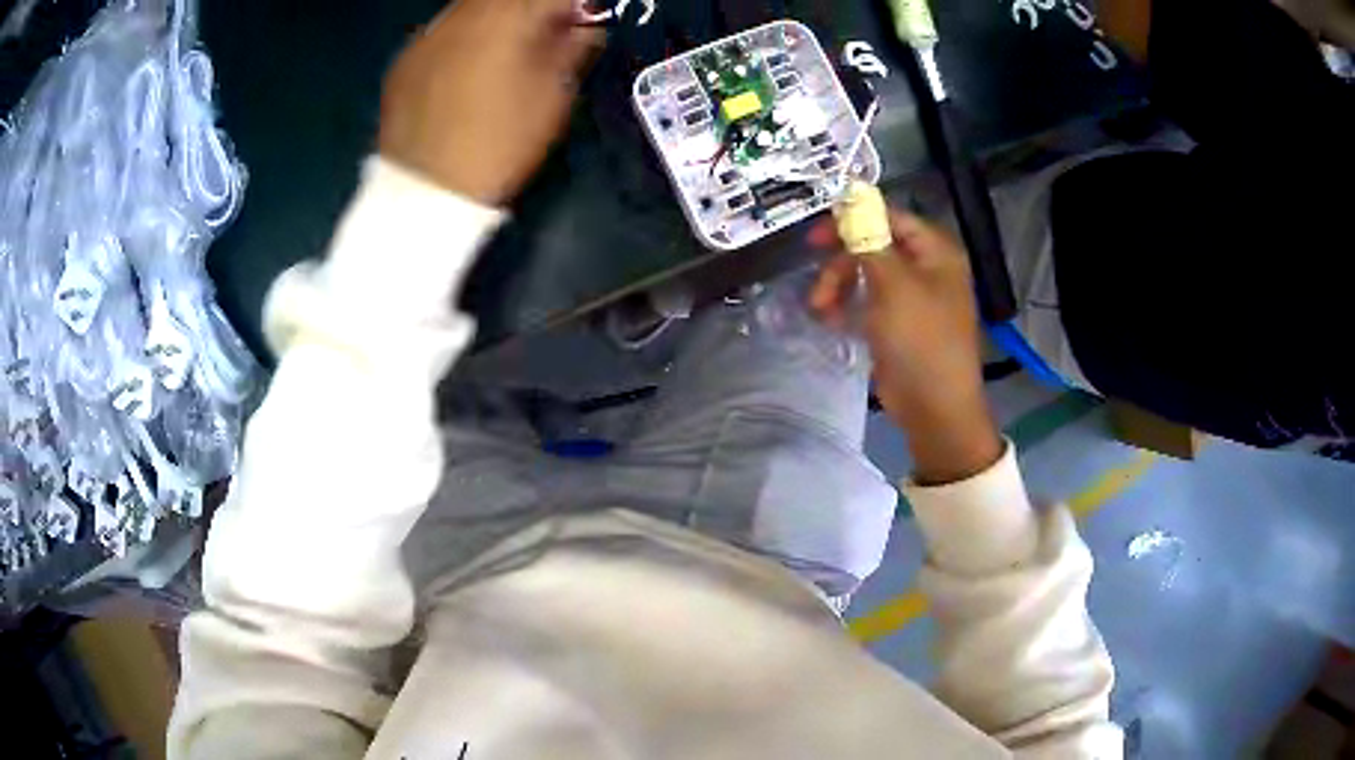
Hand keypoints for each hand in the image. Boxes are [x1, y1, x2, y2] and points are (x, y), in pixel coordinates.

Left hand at [379, 0, 603, 205]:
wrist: (426, 194)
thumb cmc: (501, 144)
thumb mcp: (554, 98)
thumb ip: (573, 48)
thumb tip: (584, 24)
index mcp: (506, 20)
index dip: (571, 7)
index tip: (580, 22)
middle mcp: (461, 16)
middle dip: (530, 8)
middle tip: (544, 33)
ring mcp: (426, 38)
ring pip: (469, 8)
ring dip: (495, 19)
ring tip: (505, 49)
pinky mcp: (403, 63)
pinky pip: (441, 33)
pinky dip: (462, 39)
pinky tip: (465, 68)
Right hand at [809, 210, 1002, 485]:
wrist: (935, 408)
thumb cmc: (921, 340)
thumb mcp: (894, 286)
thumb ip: (870, 241)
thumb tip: (851, 200)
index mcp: (936, 253)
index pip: (891, 218)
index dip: (854, 220)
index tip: (817, 234)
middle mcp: (926, 269)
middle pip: (874, 247)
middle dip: (842, 263)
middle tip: (816, 281)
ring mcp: (912, 299)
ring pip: (866, 275)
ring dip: (839, 287)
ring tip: (820, 310)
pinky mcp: (898, 325)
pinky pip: (867, 302)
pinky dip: (848, 307)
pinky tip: (831, 321)